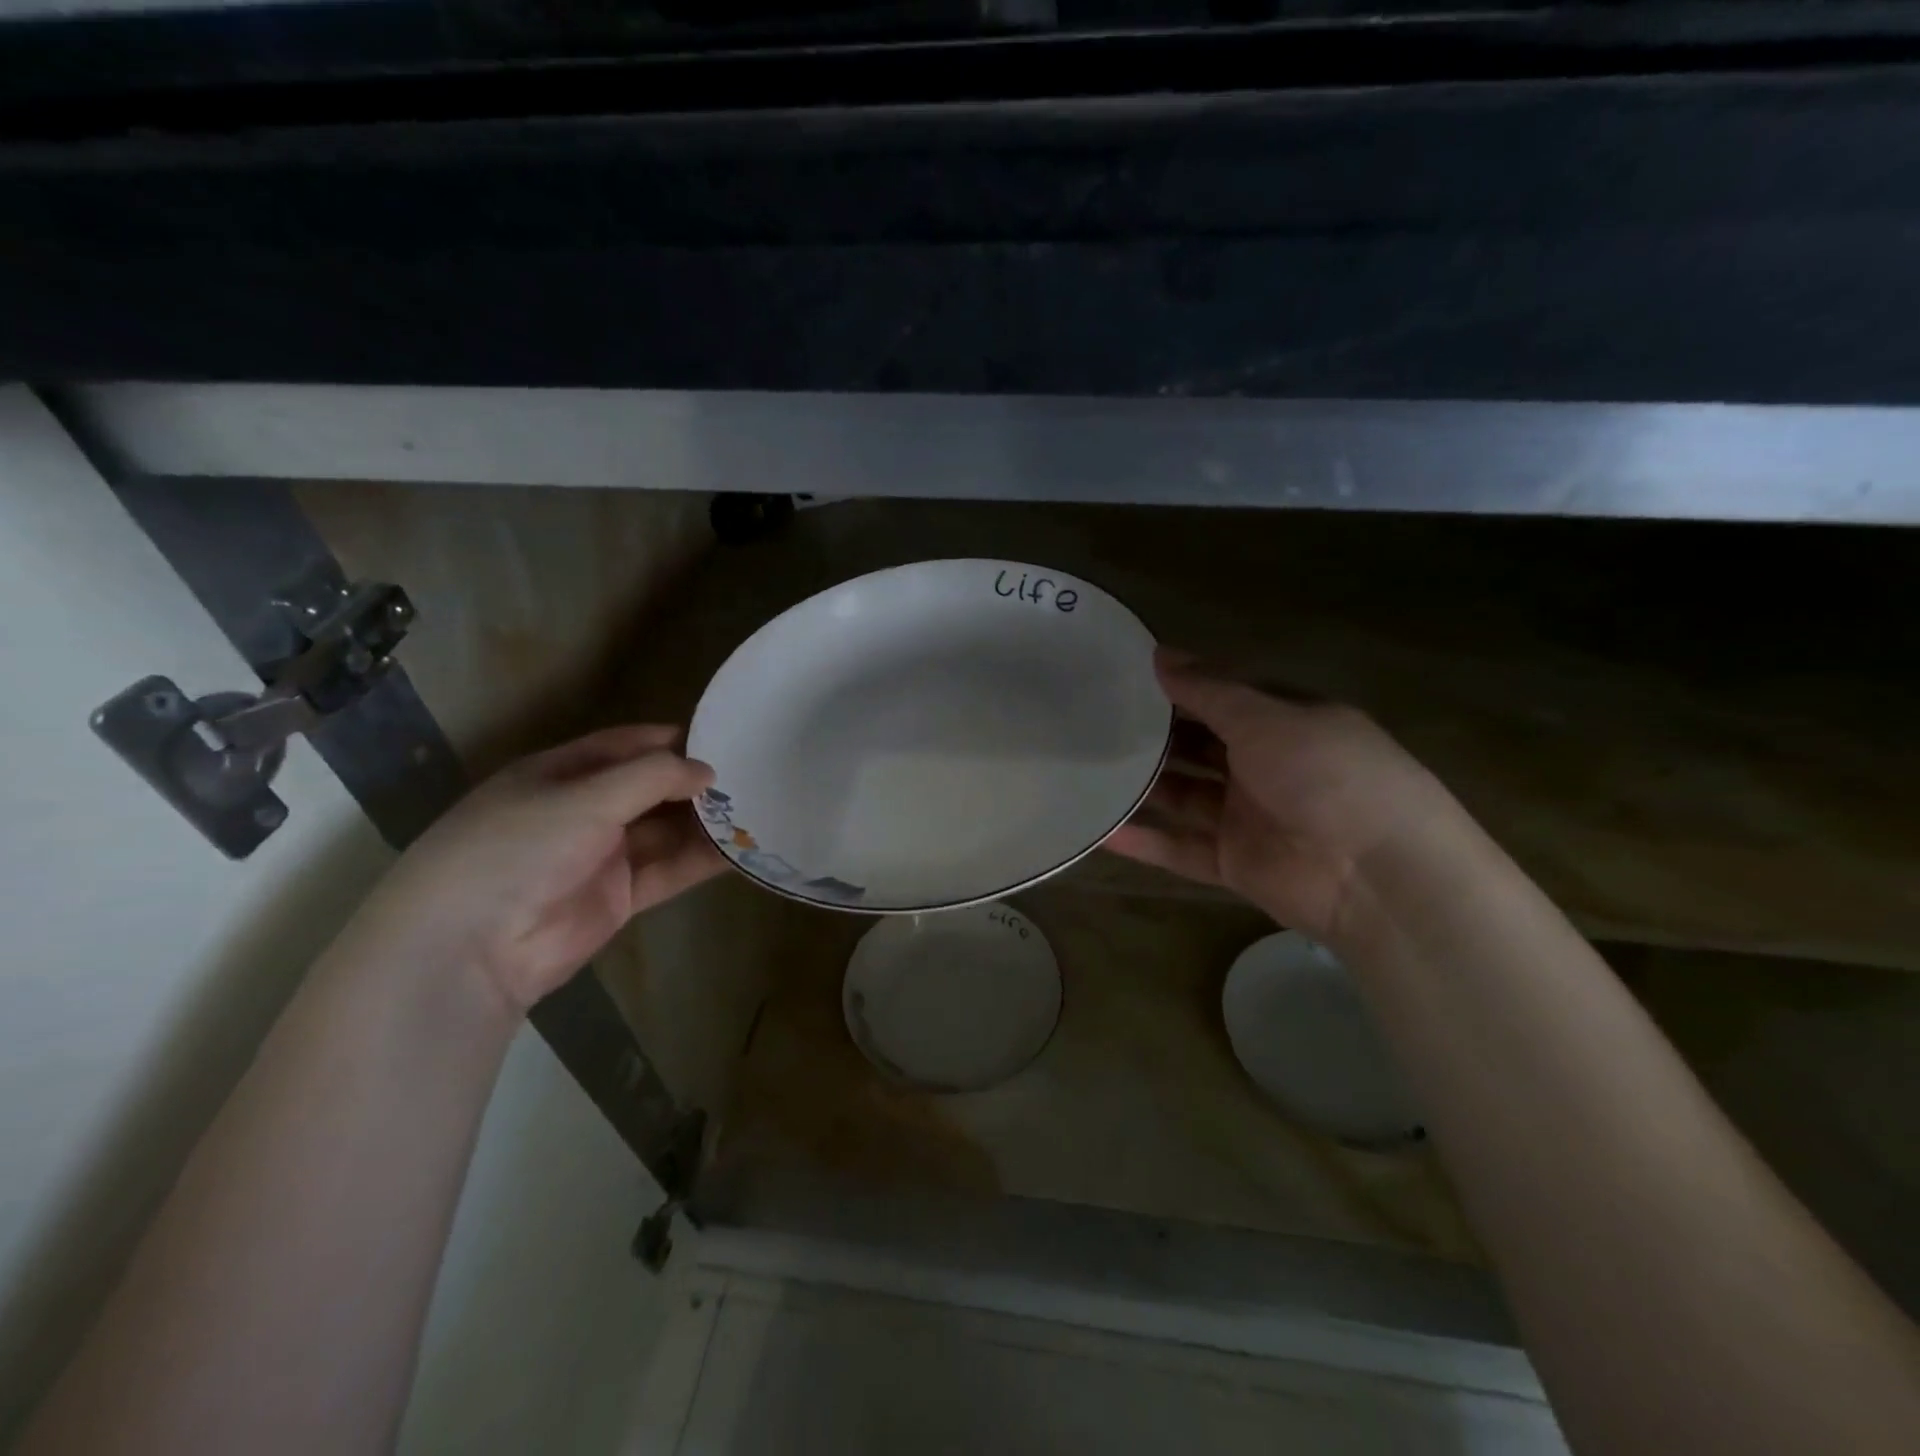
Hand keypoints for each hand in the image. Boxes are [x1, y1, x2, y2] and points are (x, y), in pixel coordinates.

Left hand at [342, 725, 724, 1012]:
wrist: (471, 948)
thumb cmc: (519, 847)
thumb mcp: (586, 798)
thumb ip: (652, 778)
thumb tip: (708, 770)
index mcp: (560, 773)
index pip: (625, 745)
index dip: (671, 740)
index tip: (723, 736)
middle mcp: (583, 810)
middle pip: (651, 788)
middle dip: (695, 783)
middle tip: (752, 775)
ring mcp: (602, 855)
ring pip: (665, 831)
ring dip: (705, 822)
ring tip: (758, 809)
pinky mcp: (619, 897)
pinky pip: (669, 870)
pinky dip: (702, 861)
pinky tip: (741, 850)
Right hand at [1105, 653, 1458, 941]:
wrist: (1377, 876)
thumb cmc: (1328, 776)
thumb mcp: (1269, 719)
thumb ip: (1210, 691)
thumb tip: (1159, 654)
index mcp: (1285, 724)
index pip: (1223, 698)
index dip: (1180, 687)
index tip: (1125, 676)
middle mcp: (1265, 766)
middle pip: (1198, 746)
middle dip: (1154, 735)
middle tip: (1094, 721)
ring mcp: (1248, 817)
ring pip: (1184, 795)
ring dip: (1144, 785)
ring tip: (1086, 769)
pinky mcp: (1234, 863)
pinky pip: (1180, 849)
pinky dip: (1145, 842)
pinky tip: (1101, 830)